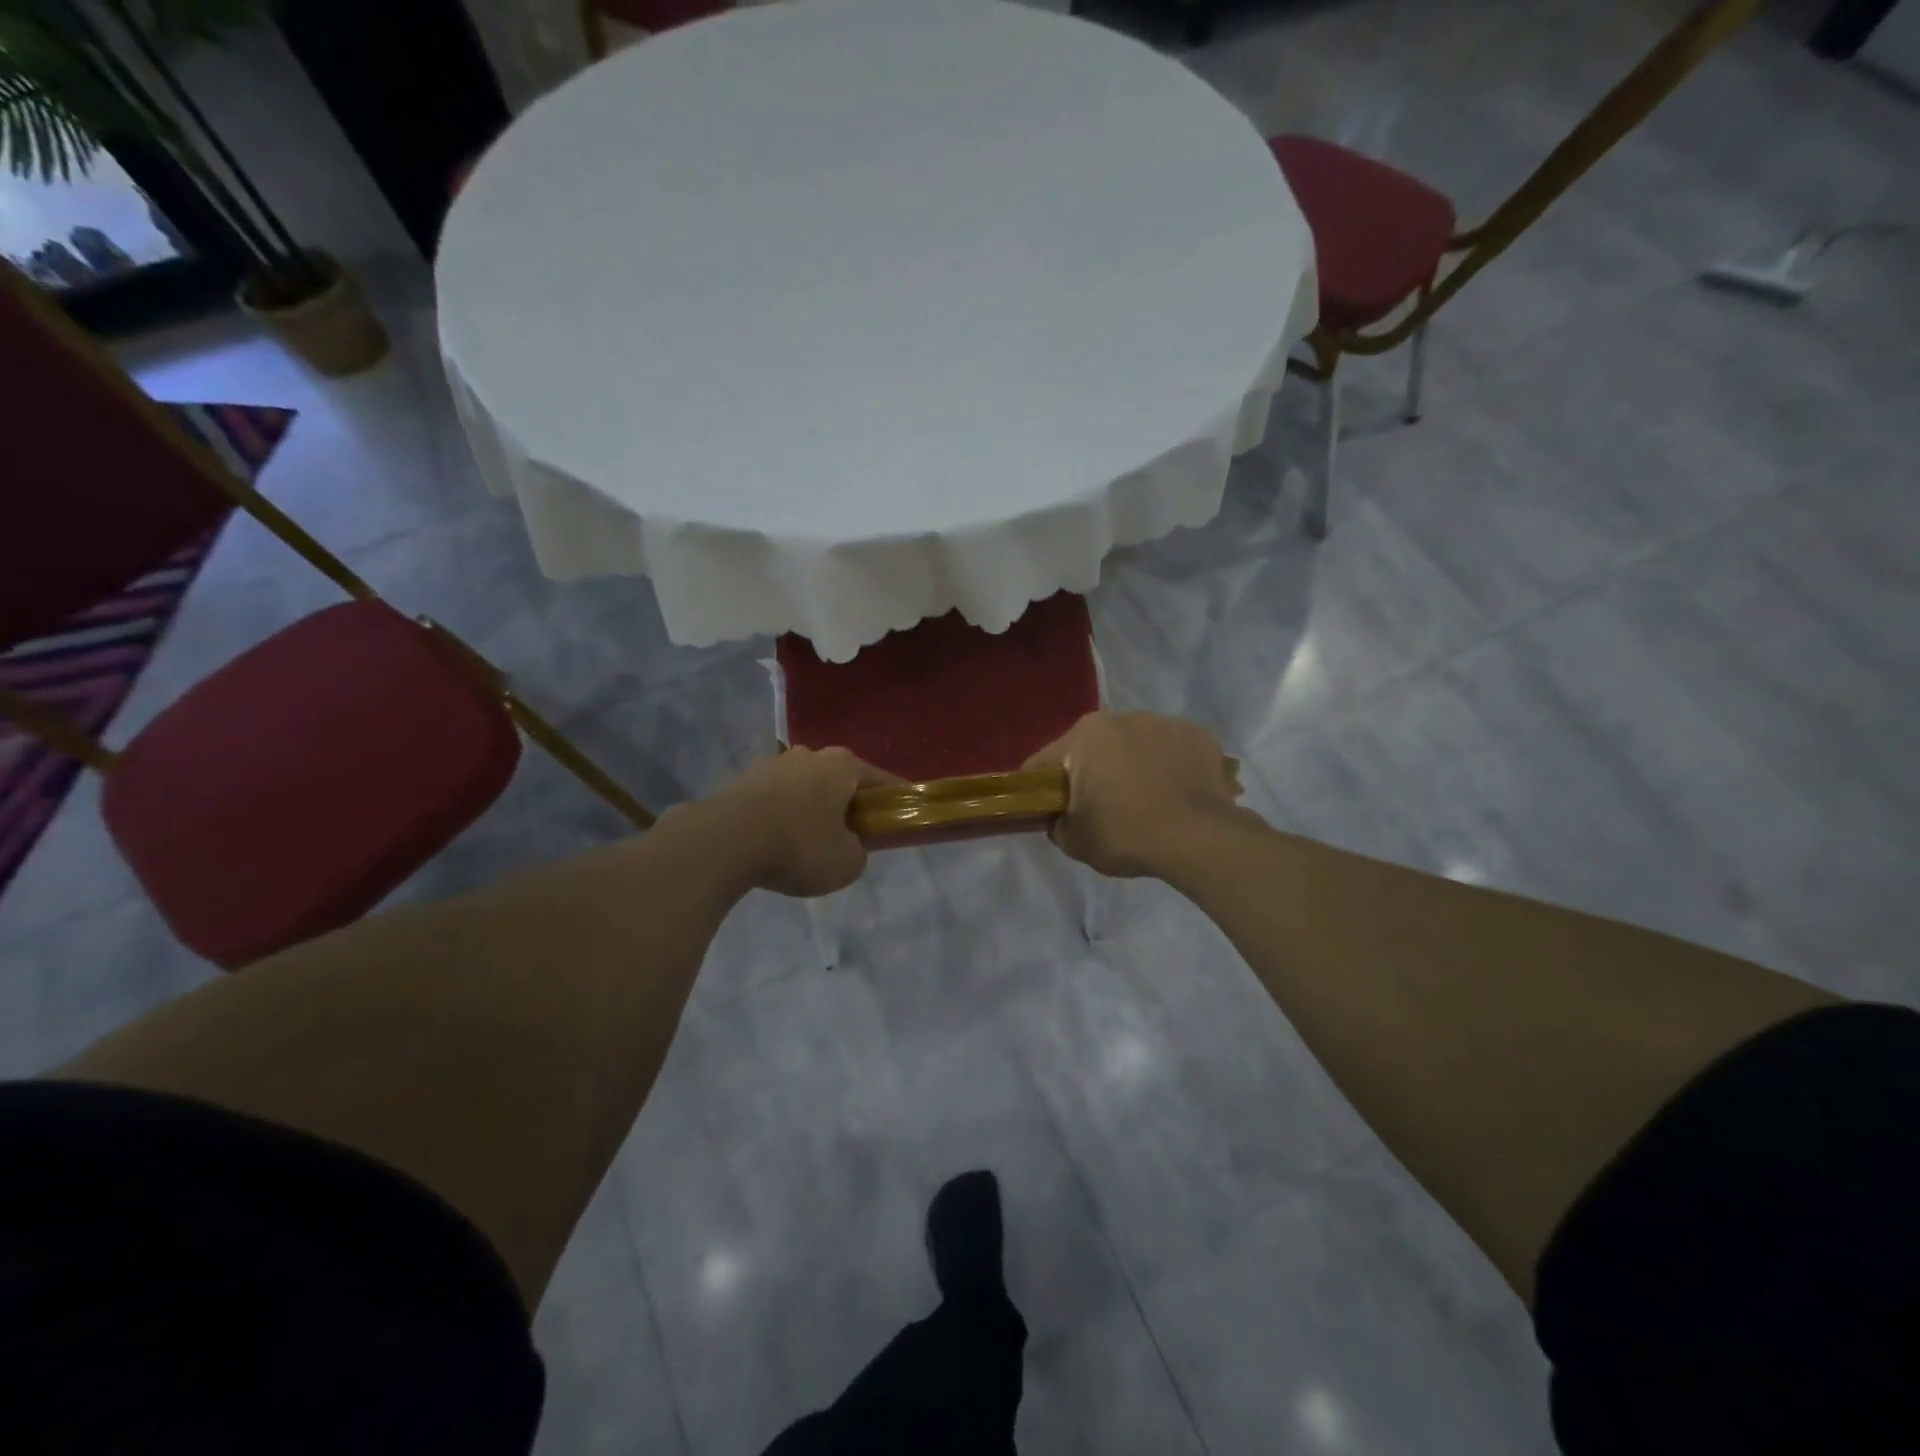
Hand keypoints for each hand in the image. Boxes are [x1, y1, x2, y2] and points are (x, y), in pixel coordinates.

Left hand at [711, 747, 894, 897]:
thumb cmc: (800, 846)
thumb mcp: (847, 863)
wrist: (725, 842)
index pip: (882, 781)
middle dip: (847, 806)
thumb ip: (858, 852)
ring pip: (805, 789)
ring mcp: (772, 764)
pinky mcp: (742, 781)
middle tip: (850, 838)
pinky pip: (775, 800)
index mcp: (843, 765)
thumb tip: (847, 845)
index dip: (894, 803)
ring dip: (811, 810)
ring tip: (807, 845)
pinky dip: (781, 818)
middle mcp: (809, 755)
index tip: (898, 821)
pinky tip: (776, 844)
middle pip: (839, 781)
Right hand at [1023, 711, 1242, 878]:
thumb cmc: (1126, 835)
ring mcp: (1165, 723)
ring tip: (1149, 799)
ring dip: (1136, 764)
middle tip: (1103, 806)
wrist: (1198, 839)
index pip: (1047, 761)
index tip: (1050, 808)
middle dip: (1095, 770)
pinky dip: (1172, 766)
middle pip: (1096, 747)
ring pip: (1138, 743)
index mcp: (1085, 736)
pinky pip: (1175, 749)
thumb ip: (1057, 823)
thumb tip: (1061, 817)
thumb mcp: (1075, 841)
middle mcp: (1123, 718)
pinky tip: (1178, 793)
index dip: (1042, 786)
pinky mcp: (1200, 735)